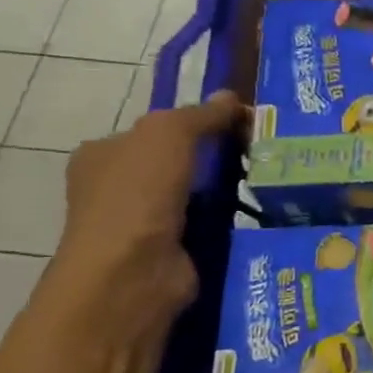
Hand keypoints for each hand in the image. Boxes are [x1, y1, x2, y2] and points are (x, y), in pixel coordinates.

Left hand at [50, 91, 244, 324]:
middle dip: (215, 159)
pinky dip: (230, 225)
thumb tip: (233, 98)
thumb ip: (202, 115)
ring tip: (271, 183)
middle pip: (177, 163)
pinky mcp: (171, 255)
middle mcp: (117, 190)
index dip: (194, 124)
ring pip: (196, 197)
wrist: (132, 274)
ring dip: (228, 193)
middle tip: (261, 154)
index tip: (238, 125)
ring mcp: (143, 226)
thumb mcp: (169, 134)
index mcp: (101, 156)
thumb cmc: (138, 194)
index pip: (153, 132)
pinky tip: (260, 217)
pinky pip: (208, 229)